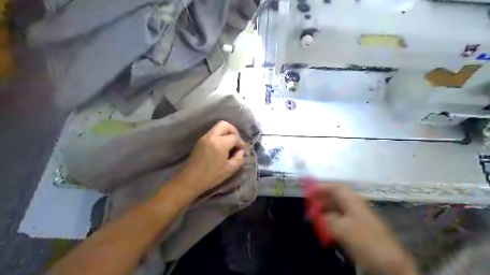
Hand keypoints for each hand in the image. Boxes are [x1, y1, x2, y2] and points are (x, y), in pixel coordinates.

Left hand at [176, 122, 246, 195]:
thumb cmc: (211, 176)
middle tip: (236, 142)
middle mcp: (211, 136)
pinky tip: (220, 148)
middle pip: (225, 125)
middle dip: (233, 131)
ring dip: (226, 133)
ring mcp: (204, 138)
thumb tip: (241, 151)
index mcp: (220, 143)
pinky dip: (219, 136)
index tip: (241, 151)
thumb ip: (239, 158)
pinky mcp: (200, 141)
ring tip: (229, 146)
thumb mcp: (230, 169)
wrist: (190, 180)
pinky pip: (212, 133)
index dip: (241, 143)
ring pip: (217, 127)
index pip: (235, 137)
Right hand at [306, 183, 416, 274]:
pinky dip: (330, 223)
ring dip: (324, 212)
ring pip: (337, 210)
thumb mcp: (341, 229)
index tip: (307, 192)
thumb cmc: (365, 241)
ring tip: (312, 218)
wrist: (390, 264)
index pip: (335, 187)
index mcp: (353, 201)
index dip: (321, 187)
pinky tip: (324, 229)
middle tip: (308, 206)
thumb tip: (316, 215)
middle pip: (335, 197)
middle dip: (320, 200)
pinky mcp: (358, 231)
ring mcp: (358, 219)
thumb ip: (325, 219)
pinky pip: (340, 221)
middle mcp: (355, 206)